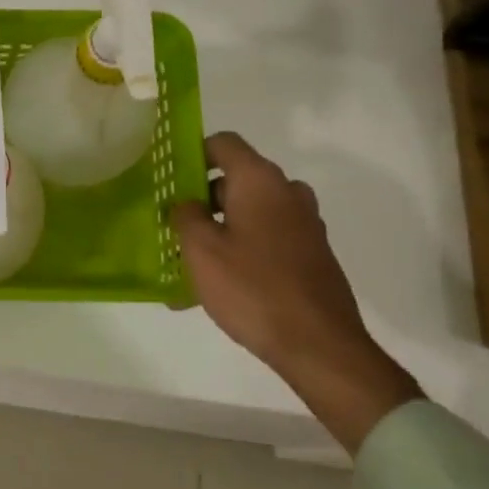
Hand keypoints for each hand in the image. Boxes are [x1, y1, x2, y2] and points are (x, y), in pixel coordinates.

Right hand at [172, 132, 420, 453]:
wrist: (318, 345)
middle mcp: (287, 193)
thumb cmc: (252, 288)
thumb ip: (186, 216)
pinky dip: (241, 249)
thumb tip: (187, 203)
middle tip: (173, 226)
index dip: (193, 153)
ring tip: (190, 261)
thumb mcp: (201, 250)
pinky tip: (217, 285)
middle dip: (202, 198)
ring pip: (251, 212)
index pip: (224, 143)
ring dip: (220, 227)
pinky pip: (267, 238)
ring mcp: (304, 224)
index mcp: (261, 181)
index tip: (170, 180)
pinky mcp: (311, 254)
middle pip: (236, 179)